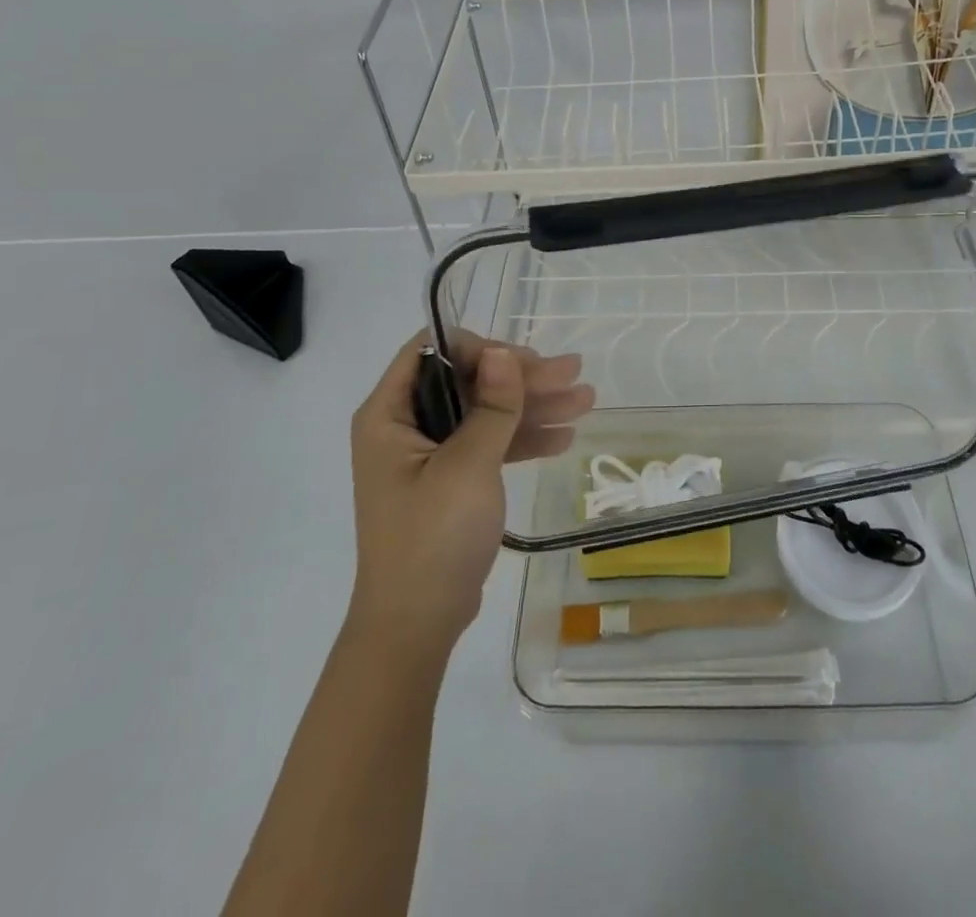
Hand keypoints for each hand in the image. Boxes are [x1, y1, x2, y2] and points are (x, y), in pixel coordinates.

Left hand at [345, 332, 594, 667]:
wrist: (417, 626)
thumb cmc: (433, 537)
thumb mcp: (468, 465)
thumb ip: (492, 406)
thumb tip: (503, 352)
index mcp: (389, 415)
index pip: (430, 353)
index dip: (479, 349)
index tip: (524, 362)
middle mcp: (406, 427)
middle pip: (469, 382)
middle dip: (523, 378)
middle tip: (573, 373)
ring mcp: (430, 456)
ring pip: (486, 413)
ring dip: (533, 406)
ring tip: (586, 399)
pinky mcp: (450, 482)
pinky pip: (489, 445)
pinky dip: (523, 439)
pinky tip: (563, 437)